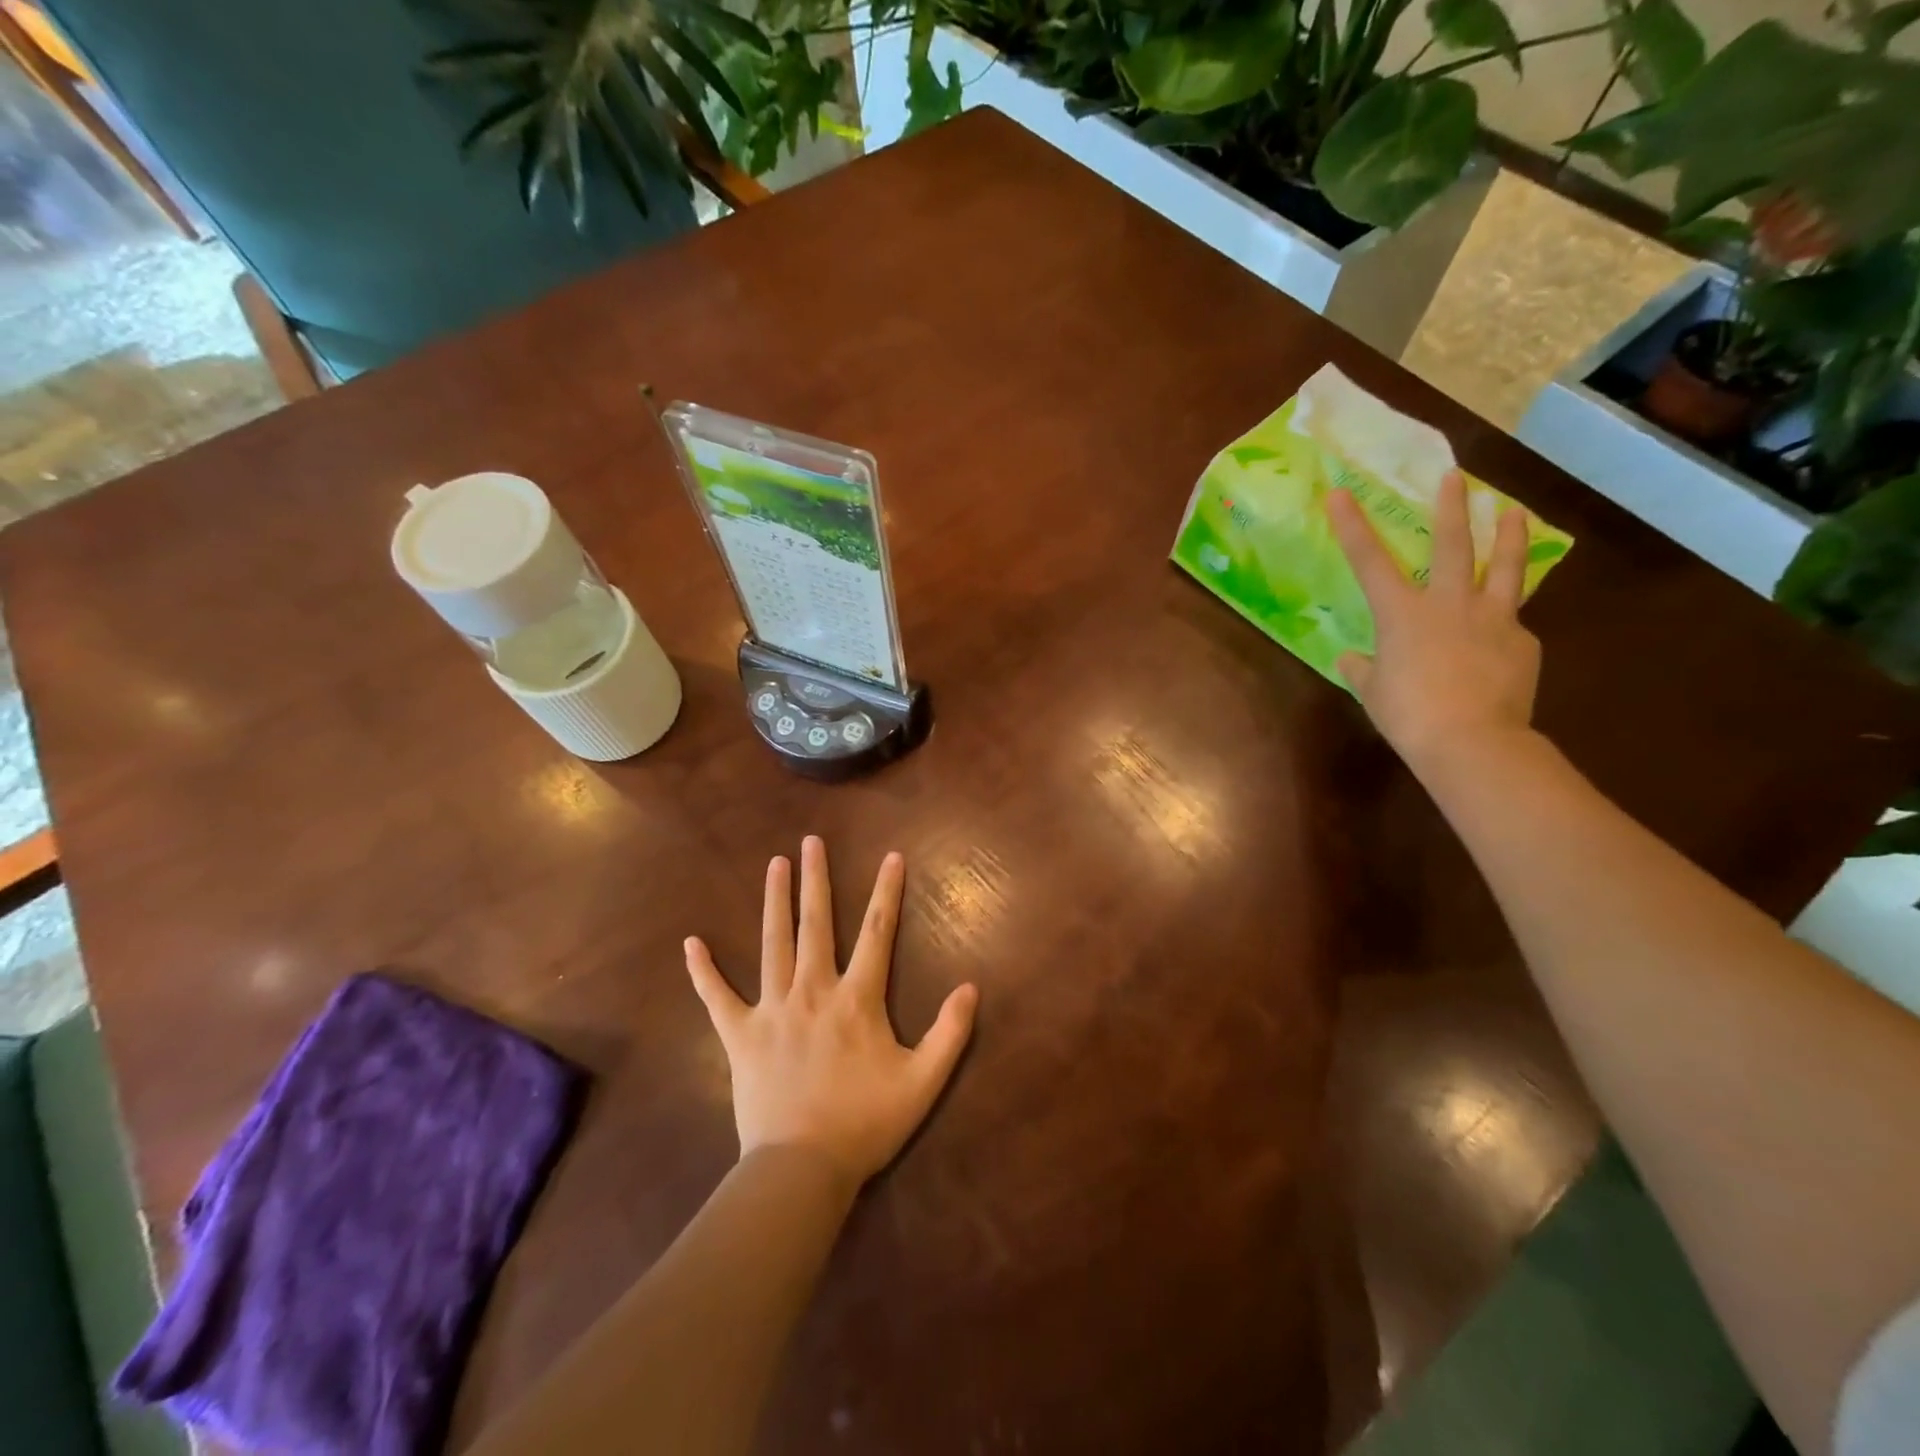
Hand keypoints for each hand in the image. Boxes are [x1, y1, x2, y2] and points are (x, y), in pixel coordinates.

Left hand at [684, 837, 977, 1190]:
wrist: (802, 1169)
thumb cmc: (865, 1124)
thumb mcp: (923, 1082)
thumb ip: (950, 1032)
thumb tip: (972, 987)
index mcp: (857, 998)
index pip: (878, 932)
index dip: (887, 892)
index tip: (891, 857)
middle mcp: (813, 990)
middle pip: (816, 924)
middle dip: (815, 879)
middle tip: (810, 842)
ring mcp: (772, 1009)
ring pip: (773, 943)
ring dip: (774, 902)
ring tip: (774, 865)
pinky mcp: (740, 1035)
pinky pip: (717, 997)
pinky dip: (704, 971)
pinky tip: (691, 943)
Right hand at [1327, 470, 1540, 773]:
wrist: (1473, 741)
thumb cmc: (1408, 715)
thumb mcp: (1373, 692)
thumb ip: (1363, 669)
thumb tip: (1352, 659)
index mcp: (1402, 614)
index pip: (1368, 561)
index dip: (1352, 526)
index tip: (1340, 493)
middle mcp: (1448, 603)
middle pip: (1452, 544)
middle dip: (1451, 507)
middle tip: (1455, 476)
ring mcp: (1493, 618)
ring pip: (1504, 567)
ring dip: (1509, 535)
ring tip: (1513, 511)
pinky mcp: (1523, 641)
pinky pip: (1512, 623)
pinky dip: (1504, 623)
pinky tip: (1501, 637)